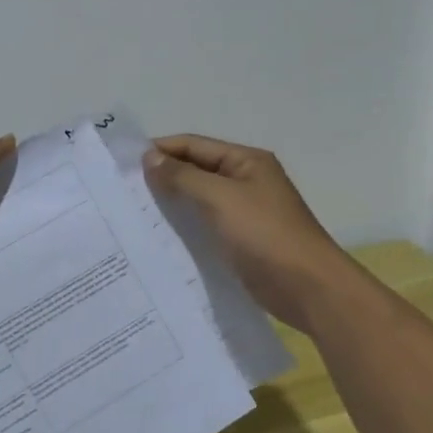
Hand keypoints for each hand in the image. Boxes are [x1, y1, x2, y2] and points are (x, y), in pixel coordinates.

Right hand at [143, 134, 357, 332]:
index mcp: (246, 161)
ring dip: (172, 204)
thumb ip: (183, 177)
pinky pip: (206, 226)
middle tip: (123, 191)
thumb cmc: (265, 235)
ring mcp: (245, 212)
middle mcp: (246, 180)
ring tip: (134, 214)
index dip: (160, 150)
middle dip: (163, 177)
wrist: (308, 288)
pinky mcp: (242, 241)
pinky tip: (160, 238)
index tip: (123, 164)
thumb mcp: (220, 198)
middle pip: (196, 170)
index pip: (194, 145)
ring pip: (199, 200)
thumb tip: (150, 157)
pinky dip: (185, 227)